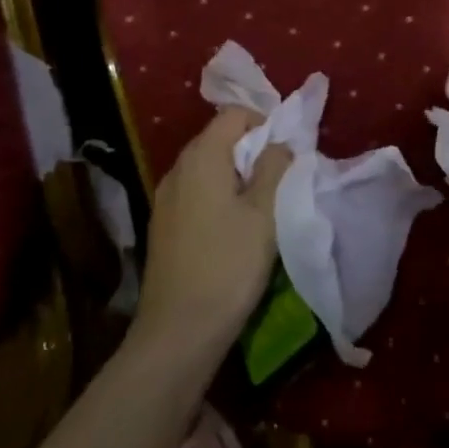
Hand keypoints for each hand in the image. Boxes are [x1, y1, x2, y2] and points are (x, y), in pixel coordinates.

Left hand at [133, 108, 291, 360]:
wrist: (177, 333)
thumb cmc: (228, 266)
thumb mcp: (264, 214)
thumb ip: (274, 168)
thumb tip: (279, 143)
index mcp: (202, 156)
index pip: (234, 114)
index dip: (264, 123)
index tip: (286, 152)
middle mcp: (177, 168)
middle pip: (218, 138)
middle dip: (251, 149)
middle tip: (278, 178)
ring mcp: (165, 198)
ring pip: (206, 167)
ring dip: (235, 174)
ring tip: (260, 204)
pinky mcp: (162, 224)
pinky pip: (194, 191)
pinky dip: (217, 194)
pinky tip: (232, 226)